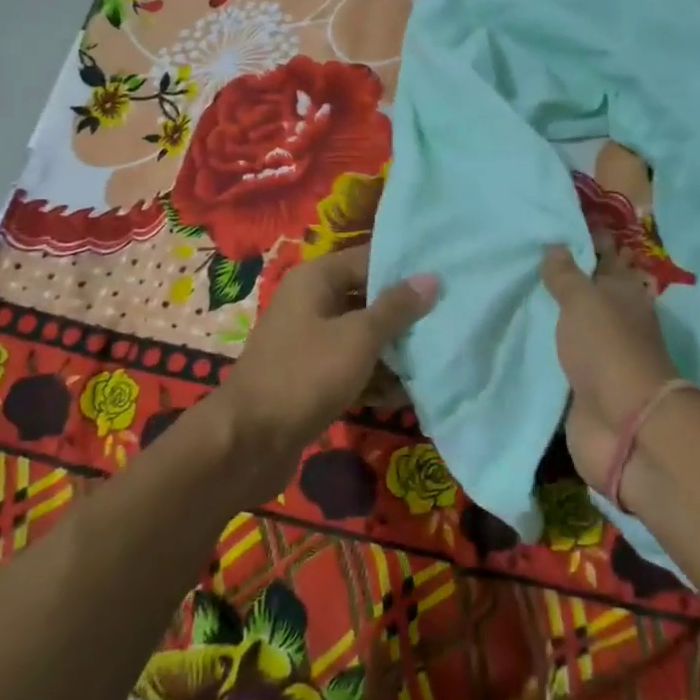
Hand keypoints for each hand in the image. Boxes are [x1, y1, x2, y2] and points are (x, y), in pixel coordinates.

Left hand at [220, 244, 438, 500]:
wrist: (249, 441)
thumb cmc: (306, 375)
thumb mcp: (358, 337)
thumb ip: (396, 307)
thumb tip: (431, 277)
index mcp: (316, 279)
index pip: (368, 259)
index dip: (405, 268)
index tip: (447, 276)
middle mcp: (310, 303)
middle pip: (366, 298)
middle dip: (405, 313)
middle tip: (450, 319)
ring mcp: (309, 342)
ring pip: (361, 336)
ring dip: (394, 350)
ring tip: (439, 358)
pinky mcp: (311, 377)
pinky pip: (351, 367)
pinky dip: (375, 377)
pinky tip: (409, 394)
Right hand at [541, 239, 681, 493]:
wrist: (622, 424)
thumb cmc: (607, 349)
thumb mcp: (584, 301)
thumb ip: (567, 275)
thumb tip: (556, 244)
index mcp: (623, 293)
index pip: (608, 255)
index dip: (592, 237)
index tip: (564, 219)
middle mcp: (615, 320)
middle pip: (592, 290)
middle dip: (570, 273)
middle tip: (531, 251)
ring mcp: (600, 354)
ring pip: (575, 323)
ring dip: (555, 311)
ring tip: (520, 288)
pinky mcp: (583, 385)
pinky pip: (561, 356)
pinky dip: (546, 345)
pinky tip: (522, 334)